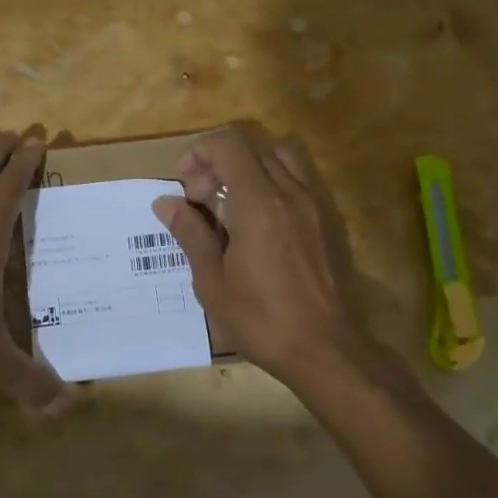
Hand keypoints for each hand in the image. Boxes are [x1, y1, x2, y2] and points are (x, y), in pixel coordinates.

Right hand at [152, 125, 412, 395]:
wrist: (328, 352)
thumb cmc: (262, 320)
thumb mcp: (212, 282)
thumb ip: (190, 233)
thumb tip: (166, 203)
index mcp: (259, 202)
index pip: (228, 145)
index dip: (200, 153)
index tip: (185, 184)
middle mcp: (291, 192)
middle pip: (253, 147)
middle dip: (220, 162)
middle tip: (202, 199)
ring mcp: (317, 204)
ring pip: (282, 157)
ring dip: (252, 167)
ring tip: (235, 203)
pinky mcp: (332, 221)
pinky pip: (302, 180)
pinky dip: (277, 183)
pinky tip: (264, 223)